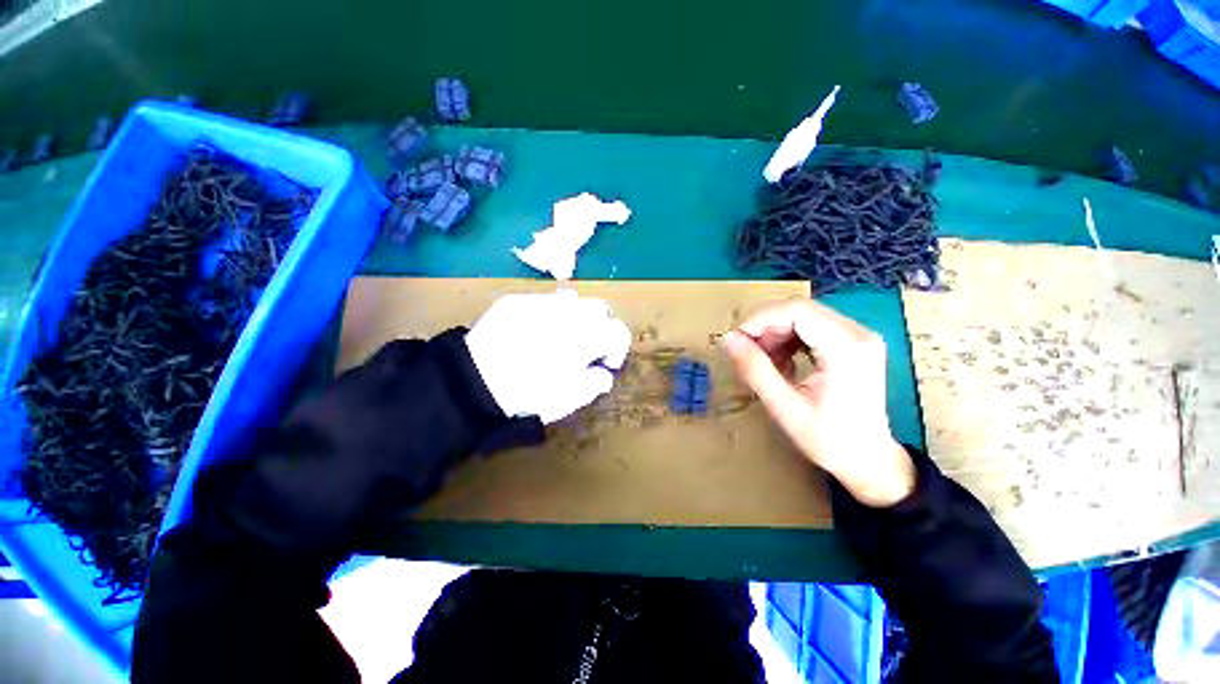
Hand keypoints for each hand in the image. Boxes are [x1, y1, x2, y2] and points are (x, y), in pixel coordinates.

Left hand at [465, 289, 631, 423]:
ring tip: (561, 335)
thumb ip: (595, 383)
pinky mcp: (516, 301)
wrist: (474, 381)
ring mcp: (541, 302)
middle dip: (599, 327)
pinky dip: (548, 313)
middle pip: (599, 309)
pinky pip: (542, 300)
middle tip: (586, 346)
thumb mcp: (569, 399)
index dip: (617, 348)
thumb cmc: (528, 393)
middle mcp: (569, 312)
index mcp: (586, 336)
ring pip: (572, 299)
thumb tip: (603, 374)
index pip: (618, 332)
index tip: (606, 363)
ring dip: (575, 316)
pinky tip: (533, 331)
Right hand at [721, 300, 915, 506]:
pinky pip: (813, 328)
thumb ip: (755, 369)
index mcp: (847, 348)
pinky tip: (783, 362)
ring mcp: (859, 337)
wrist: (868, 460)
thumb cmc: (828, 440)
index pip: (797, 311)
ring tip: (764, 362)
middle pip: (800, 310)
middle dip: (766, 327)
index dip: (760, 319)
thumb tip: (728, 339)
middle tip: (746, 352)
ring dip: (776, 334)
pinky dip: (790, 340)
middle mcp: (858, 334)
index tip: (736, 339)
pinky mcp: (854, 343)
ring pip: (804, 316)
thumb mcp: (784, 406)